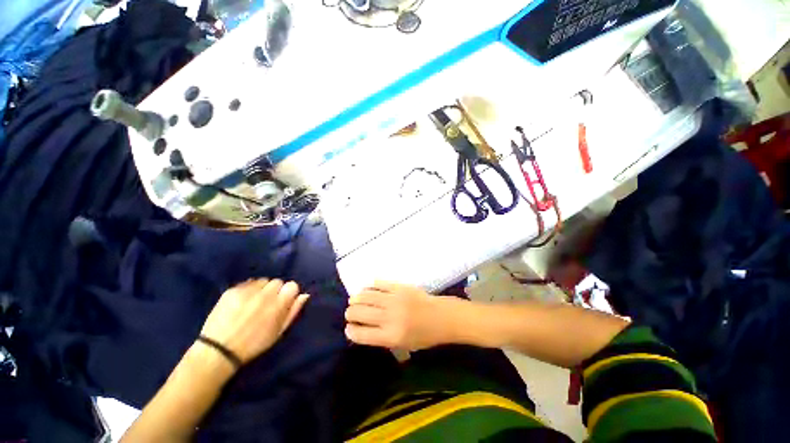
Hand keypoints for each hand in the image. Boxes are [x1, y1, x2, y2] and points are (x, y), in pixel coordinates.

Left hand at [200, 279, 309, 363]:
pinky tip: (242, 301)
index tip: (283, 301)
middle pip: (278, 281)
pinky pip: (248, 282)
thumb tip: (304, 295)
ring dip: (262, 289)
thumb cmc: (253, 344)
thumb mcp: (278, 332)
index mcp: (278, 305)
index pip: (292, 285)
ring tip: (254, 301)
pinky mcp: (232, 290)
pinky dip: (248, 289)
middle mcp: (265, 295)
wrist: (218, 350)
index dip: (288, 293)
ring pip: (263, 280)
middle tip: (267, 303)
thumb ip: (293, 311)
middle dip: (275, 290)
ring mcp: (248, 291)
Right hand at [344, 281, 456, 350]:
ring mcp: (394, 299)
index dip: (350, 331)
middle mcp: (390, 317)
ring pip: (366, 296)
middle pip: (359, 313)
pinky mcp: (400, 286)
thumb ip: (381, 338)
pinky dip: (370, 286)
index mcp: (391, 336)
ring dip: (356, 298)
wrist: (442, 316)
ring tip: (355, 300)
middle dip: (350, 313)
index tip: (349, 328)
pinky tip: (368, 288)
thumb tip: (361, 328)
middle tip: (351, 313)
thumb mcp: (402, 345)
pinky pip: (379, 283)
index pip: (361, 334)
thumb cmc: (424, 335)